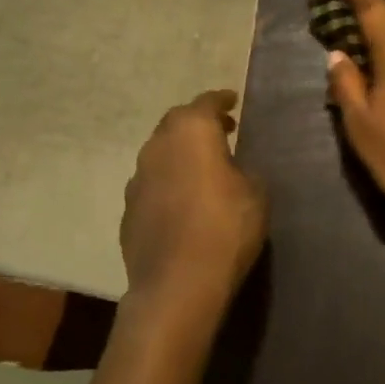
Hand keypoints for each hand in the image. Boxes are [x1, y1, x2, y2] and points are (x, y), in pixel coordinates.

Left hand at [120, 91, 267, 308]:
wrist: (178, 283)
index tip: (232, 101)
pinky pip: (152, 184)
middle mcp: (157, 147)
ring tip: (202, 166)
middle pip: (176, 123)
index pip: (206, 103)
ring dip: (180, 153)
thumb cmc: (226, 228)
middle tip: (221, 131)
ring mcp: (137, 179)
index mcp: (191, 132)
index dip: (220, 100)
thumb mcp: (256, 193)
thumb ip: (244, 170)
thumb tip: (233, 169)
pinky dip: (168, 182)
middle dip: (198, 123)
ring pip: (160, 153)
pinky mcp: (128, 210)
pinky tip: (183, 200)